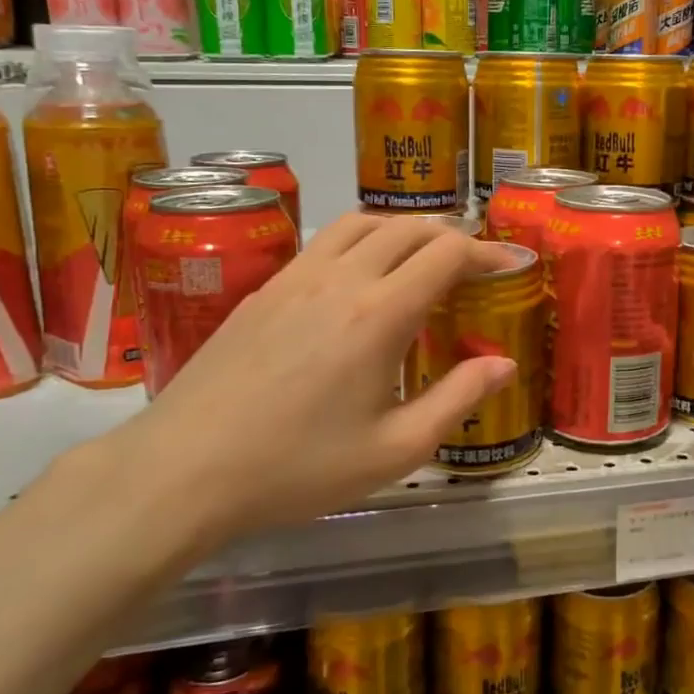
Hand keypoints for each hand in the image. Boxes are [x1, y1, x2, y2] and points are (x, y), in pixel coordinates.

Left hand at [113, 213, 517, 547]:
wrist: (183, 469)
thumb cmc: (298, 468)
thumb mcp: (394, 450)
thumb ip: (456, 400)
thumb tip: (504, 364)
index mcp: (379, 315)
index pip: (446, 253)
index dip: (486, 251)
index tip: (510, 264)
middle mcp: (340, 280)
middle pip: (408, 228)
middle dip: (451, 235)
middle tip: (473, 262)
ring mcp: (295, 279)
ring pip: (360, 224)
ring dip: (402, 229)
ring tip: (420, 257)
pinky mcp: (263, 290)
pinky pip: (323, 243)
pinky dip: (359, 241)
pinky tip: (356, 278)